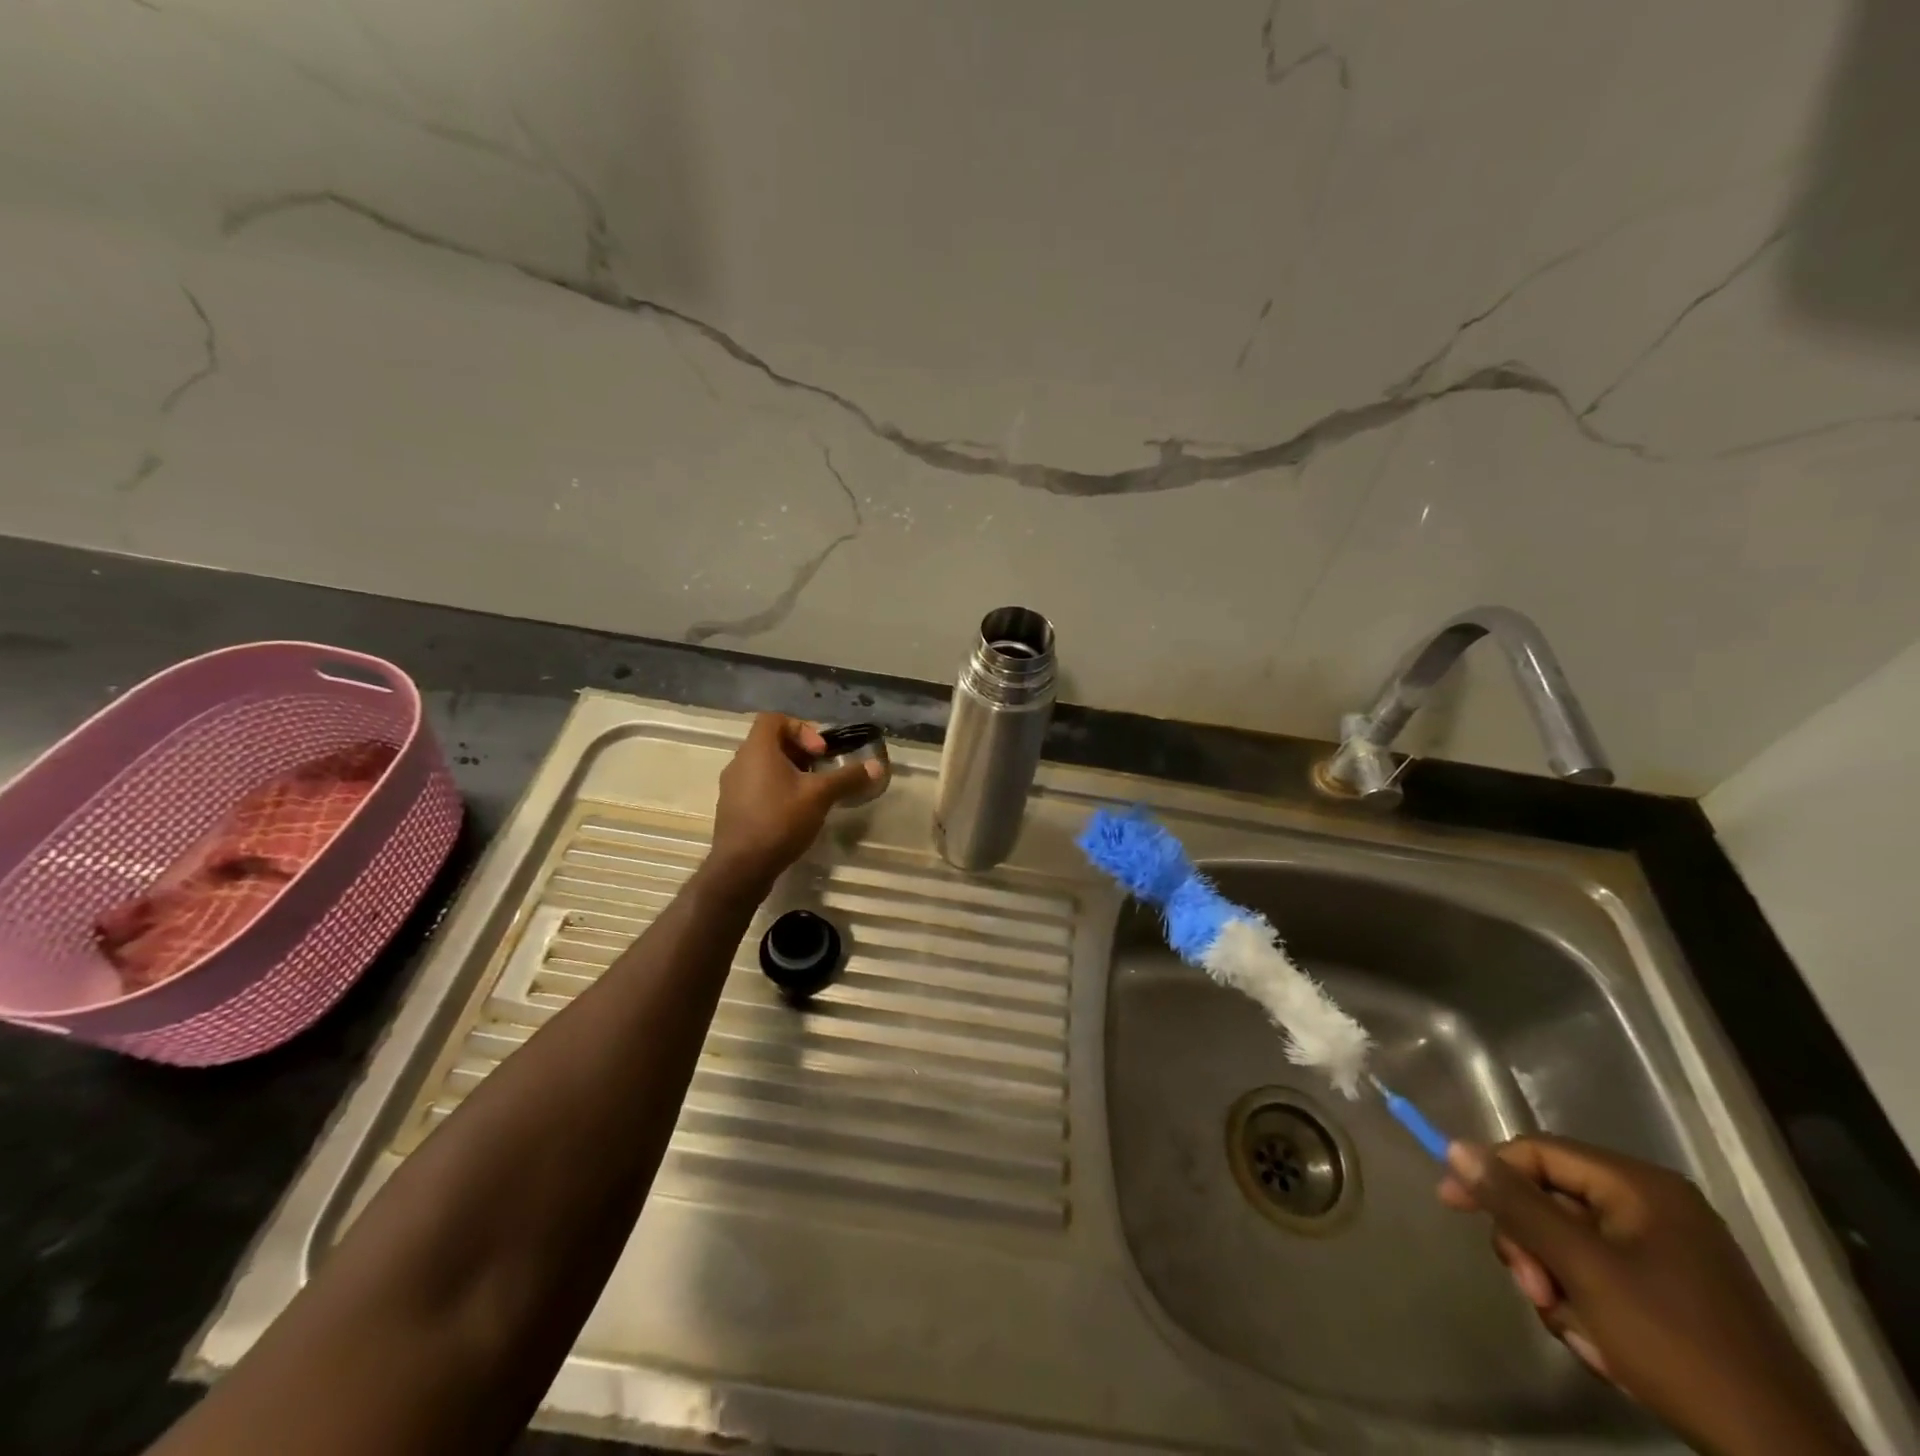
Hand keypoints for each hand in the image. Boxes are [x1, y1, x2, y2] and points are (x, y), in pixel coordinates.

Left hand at [706, 714, 879, 888]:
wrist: (741, 867)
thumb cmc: (780, 820)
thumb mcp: (820, 796)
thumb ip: (848, 778)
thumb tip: (878, 766)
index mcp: (757, 749)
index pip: (774, 719)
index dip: (801, 728)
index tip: (819, 752)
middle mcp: (739, 762)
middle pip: (771, 742)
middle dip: (800, 753)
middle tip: (821, 772)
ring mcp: (732, 787)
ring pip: (764, 766)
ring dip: (789, 773)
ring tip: (811, 794)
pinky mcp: (732, 809)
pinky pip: (756, 787)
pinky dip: (776, 790)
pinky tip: (794, 814)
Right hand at [1439, 1135, 1861, 1455]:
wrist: (1783, 1455)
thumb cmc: (1675, 1345)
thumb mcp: (1582, 1269)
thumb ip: (1516, 1204)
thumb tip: (1455, 1147)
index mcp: (1639, 1186)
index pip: (1537, 1153)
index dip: (1489, 1173)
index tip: (1451, 1204)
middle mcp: (1654, 1206)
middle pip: (1551, 1200)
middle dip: (1533, 1249)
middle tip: (1535, 1292)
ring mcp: (1669, 1251)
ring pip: (1570, 1244)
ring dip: (1557, 1285)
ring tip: (1580, 1332)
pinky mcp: (1675, 1292)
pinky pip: (1600, 1275)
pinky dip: (1588, 1307)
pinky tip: (1605, 1347)